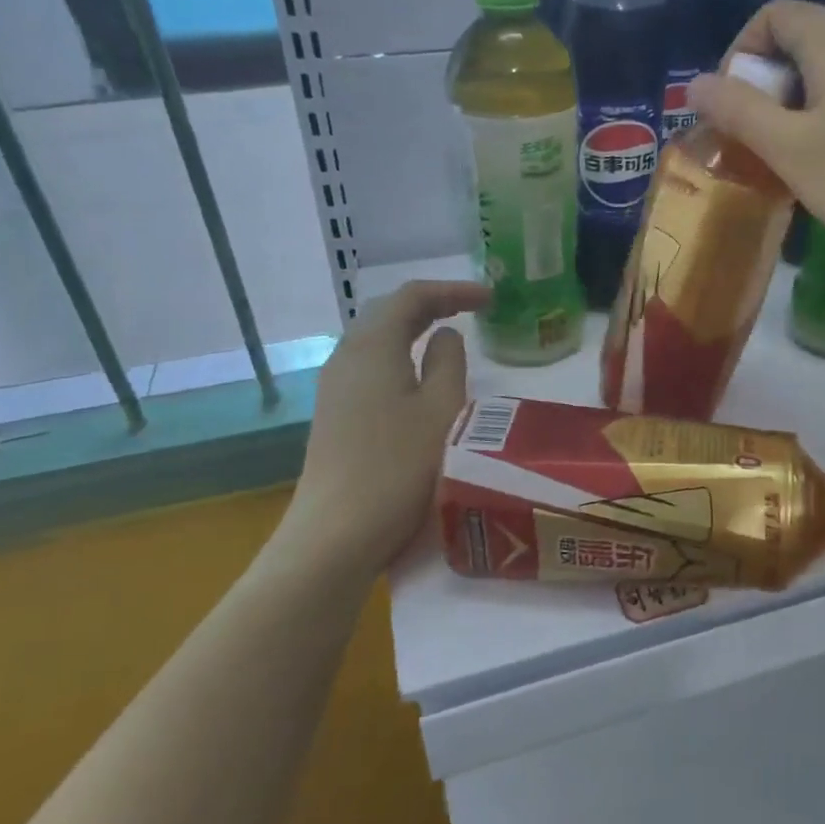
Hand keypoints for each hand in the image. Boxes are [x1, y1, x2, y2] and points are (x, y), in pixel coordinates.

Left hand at [279, 280, 488, 577]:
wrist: (337, 532)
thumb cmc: (399, 467)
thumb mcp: (442, 410)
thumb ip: (448, 363)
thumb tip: (445, 336)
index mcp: (373, 346)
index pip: (412, 296)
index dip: (453, 290)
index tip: (490, 299)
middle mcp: (347, 357)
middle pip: (388, 312)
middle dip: (431, 304)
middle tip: (470, 311)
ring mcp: (335, 387)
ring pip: (376, 340)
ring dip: (413, 330)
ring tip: (448, 337)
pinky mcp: (334, 414)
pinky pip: (370, 366)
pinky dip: (399, 356)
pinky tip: (417, 378)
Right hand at [686, 0, 824, 260]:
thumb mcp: (790, 148)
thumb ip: (739, 111)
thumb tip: (696, 82)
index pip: (772, 15)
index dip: (741, 54)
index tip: (733, 106)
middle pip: (802, 41)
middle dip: (767, 87)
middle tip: (759, 140)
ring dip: (800, 107)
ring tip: (794, 159)